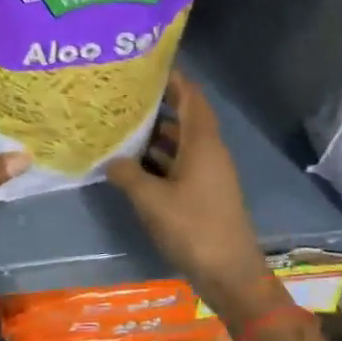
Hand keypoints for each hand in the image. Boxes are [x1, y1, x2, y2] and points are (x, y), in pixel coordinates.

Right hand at [106, 72, 276, 318]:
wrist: (229, 273)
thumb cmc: (192, 227)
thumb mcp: (150, 199)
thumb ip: (127, 174)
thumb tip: (111, 159)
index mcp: (202, 143)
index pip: (191, 97)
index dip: (173, 79)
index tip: (146, 67)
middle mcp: (209, 152)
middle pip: (184, 118)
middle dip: (156, 106)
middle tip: (123, 98)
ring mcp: (209, 174)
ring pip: (180, 144)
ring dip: (155, 136)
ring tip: (121, 128)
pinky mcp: (204, 194)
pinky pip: (180, 165)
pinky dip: (159, 160)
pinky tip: (133, 166)